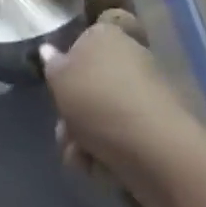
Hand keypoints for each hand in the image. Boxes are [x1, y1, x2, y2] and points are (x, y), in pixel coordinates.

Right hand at [44, 23, 205, 206]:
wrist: (156, 149)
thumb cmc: (100, 102)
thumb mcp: (60, 79)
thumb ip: (51, 65)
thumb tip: (48, 50)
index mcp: (105, 34)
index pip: (78, 47)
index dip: (64, 74)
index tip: (57, 97)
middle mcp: (128, 56)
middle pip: (89, 86)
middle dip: (73, 116)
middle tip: (65, 137)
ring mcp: (145, 93)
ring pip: (102, 116)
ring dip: (86, 141)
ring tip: (81, 161)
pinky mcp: (157, 127)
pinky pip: (123, 137)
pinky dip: (109, 154)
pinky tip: (102, 171)